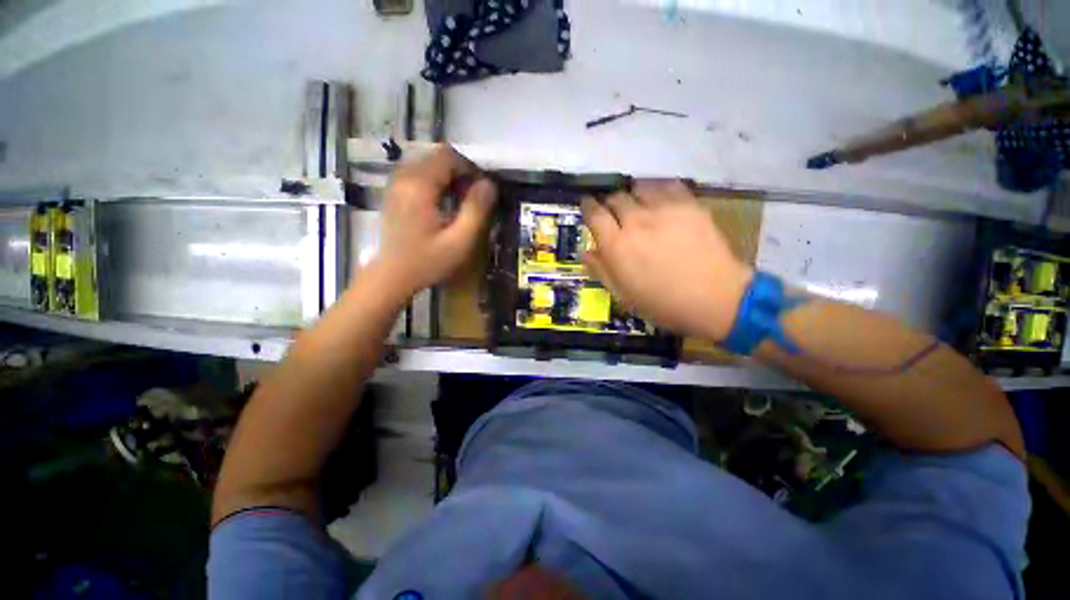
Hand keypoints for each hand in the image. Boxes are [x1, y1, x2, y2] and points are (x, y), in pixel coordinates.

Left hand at [372, 146, 496, 299]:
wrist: (391, 276)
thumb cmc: (426, 261)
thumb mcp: (459, 241)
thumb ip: (476, 210)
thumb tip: (489, 184)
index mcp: (419, 186)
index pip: (448, 156)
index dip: (470, 168)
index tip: (481, 190)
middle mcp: (404, 177)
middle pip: (437, 158)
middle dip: (460, 173)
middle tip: (472, 200)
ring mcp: (396, 184)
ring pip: (428, 166)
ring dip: (448, 179)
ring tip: (459, 204)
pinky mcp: (394, 194)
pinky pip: (418, 176)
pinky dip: (435, 184)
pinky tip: (442, 206)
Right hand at [581, 181, 752, 339]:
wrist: (714, 298)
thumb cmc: (662, 303)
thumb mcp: (623, 295)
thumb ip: (601, 270)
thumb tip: (586, 251)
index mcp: (617, 245)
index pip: (594, 214)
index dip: (587, 207)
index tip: (587, 205)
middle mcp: (636, 222)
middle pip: (616, 198)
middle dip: (610, 203)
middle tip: (614, 212)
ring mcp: (664, 210)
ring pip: (639, 187)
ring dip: (633, 194)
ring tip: (637, 204)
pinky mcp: (689, 205)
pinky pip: (668, 185)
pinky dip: (658, 189)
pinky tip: (660, 198)